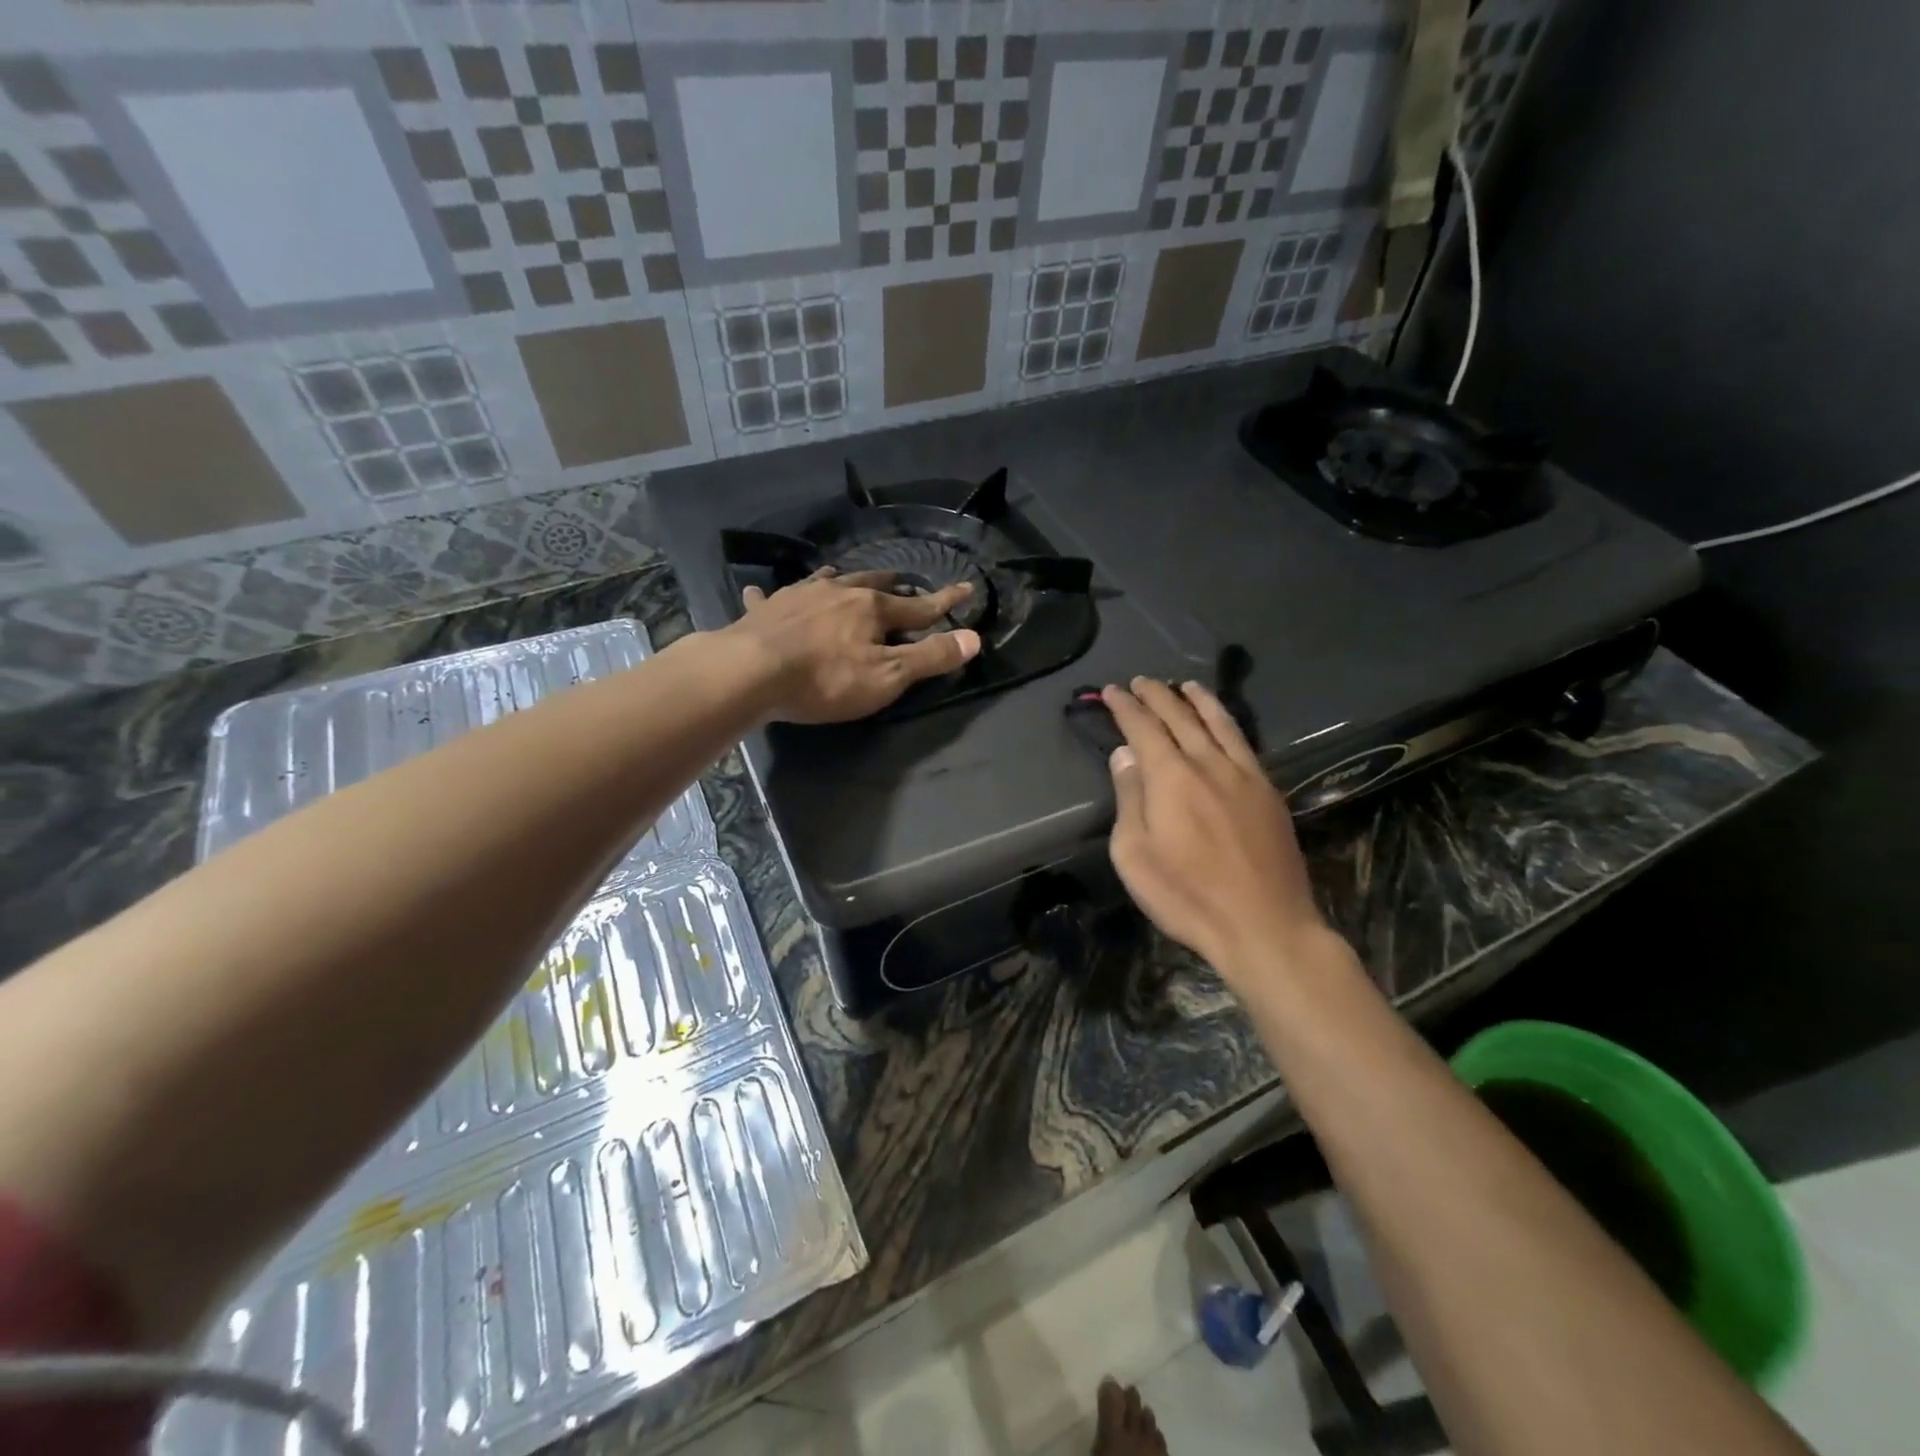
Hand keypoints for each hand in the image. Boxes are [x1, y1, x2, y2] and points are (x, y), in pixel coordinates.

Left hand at [725, 567, 981, 723]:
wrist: (751, 672)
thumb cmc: (826, 679)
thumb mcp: (887, 676)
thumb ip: (930, 657)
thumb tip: (974, 638)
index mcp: (872, 609)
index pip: (919, 606)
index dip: (945, 601)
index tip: (967, 588)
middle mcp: (838, 592)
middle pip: (871, 585)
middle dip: (891, 584)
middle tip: (901, 581)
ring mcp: (799, 597)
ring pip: (826, 582)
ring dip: (841, 580)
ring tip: (844, 577)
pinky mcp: (766, 611)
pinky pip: (771, 597)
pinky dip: (772, 596)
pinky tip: (761, 593)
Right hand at [1103, 678, 1330, 985]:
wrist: (1264, 925)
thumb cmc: (1187, 896)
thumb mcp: (1135, 854)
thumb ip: (1130, 798)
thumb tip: (1125, 755)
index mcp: (1171, 777)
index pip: (1144, 728)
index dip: (1125, 707)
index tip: (1111, 691)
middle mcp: (1208, 764)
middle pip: (1180, 717)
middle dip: (1156, 695)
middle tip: (1140, 681)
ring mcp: (1244, 776)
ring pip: (1218, 723)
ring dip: (1197, 700)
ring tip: (1184, 685)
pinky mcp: (1269, 792)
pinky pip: (1244, 743)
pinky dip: (1227, 722)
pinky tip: (1223, 723)